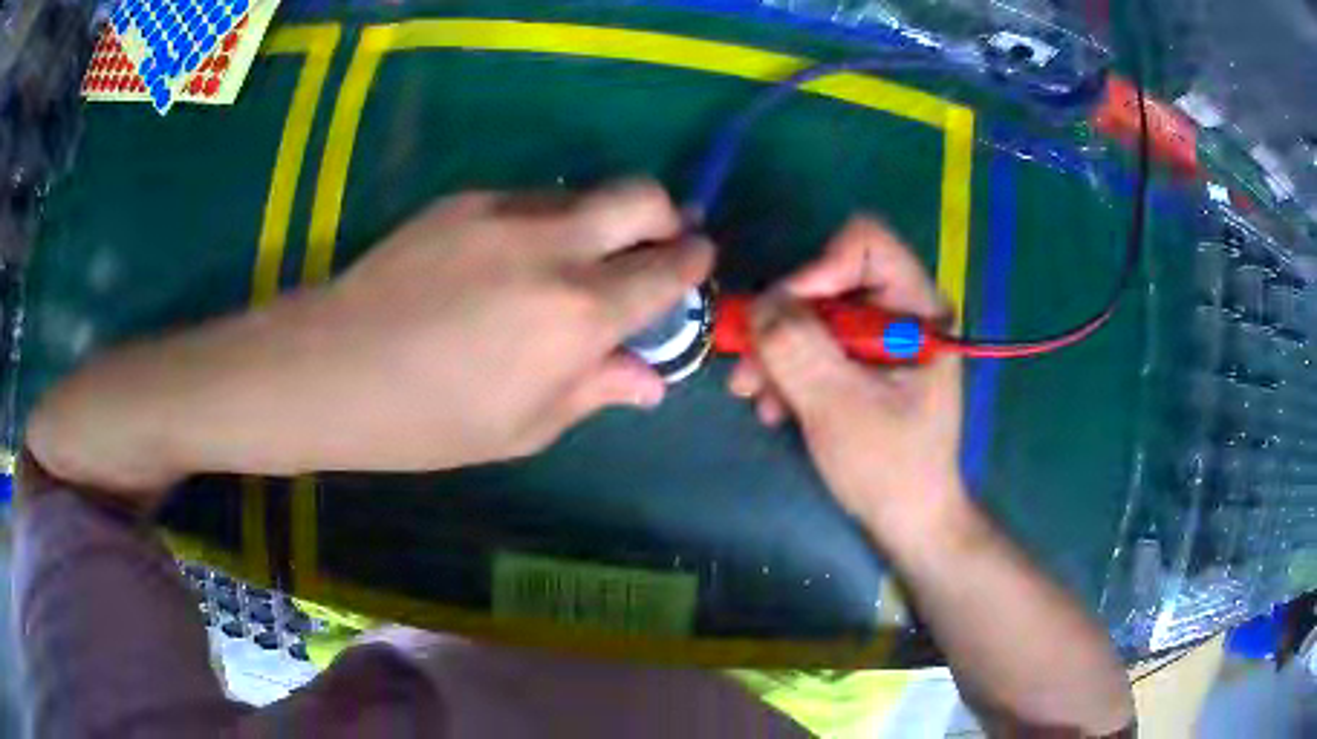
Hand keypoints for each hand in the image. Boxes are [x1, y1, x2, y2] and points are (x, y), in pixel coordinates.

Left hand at [315, 181, 712, 467]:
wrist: (333, 368)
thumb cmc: (430, 420)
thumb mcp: (524, 426)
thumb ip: (596, 389)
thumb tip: (649, 380)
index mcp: (577, 314)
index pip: (666, 269)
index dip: (692, 264)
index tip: (696, 265)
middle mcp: (553, 245)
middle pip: (640, 196)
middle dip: (664, 216)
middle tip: (653, 246)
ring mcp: (503, 212)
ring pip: (581, 193)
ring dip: (597, 221)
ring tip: (569, 263)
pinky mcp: (463, 200)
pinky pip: (527, 201)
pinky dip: (542, 224)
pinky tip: (506, 262)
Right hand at [727, 217, 963, 541]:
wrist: (908, 521)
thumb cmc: (889, 468)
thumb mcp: (839, 406)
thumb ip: (798, 347)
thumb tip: (759, 301)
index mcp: (919, 310)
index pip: (865, 244)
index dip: (818, 269)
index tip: (785, 316)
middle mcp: (901, 312)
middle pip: (829, 281)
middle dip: (783, 324)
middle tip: (749, 368)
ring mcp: (880, 339)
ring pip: (814, 316)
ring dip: (777, 352)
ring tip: (753, 396)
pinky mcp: (862, 363)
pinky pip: (815, 346)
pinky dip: (790, 371)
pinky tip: (775, 408)